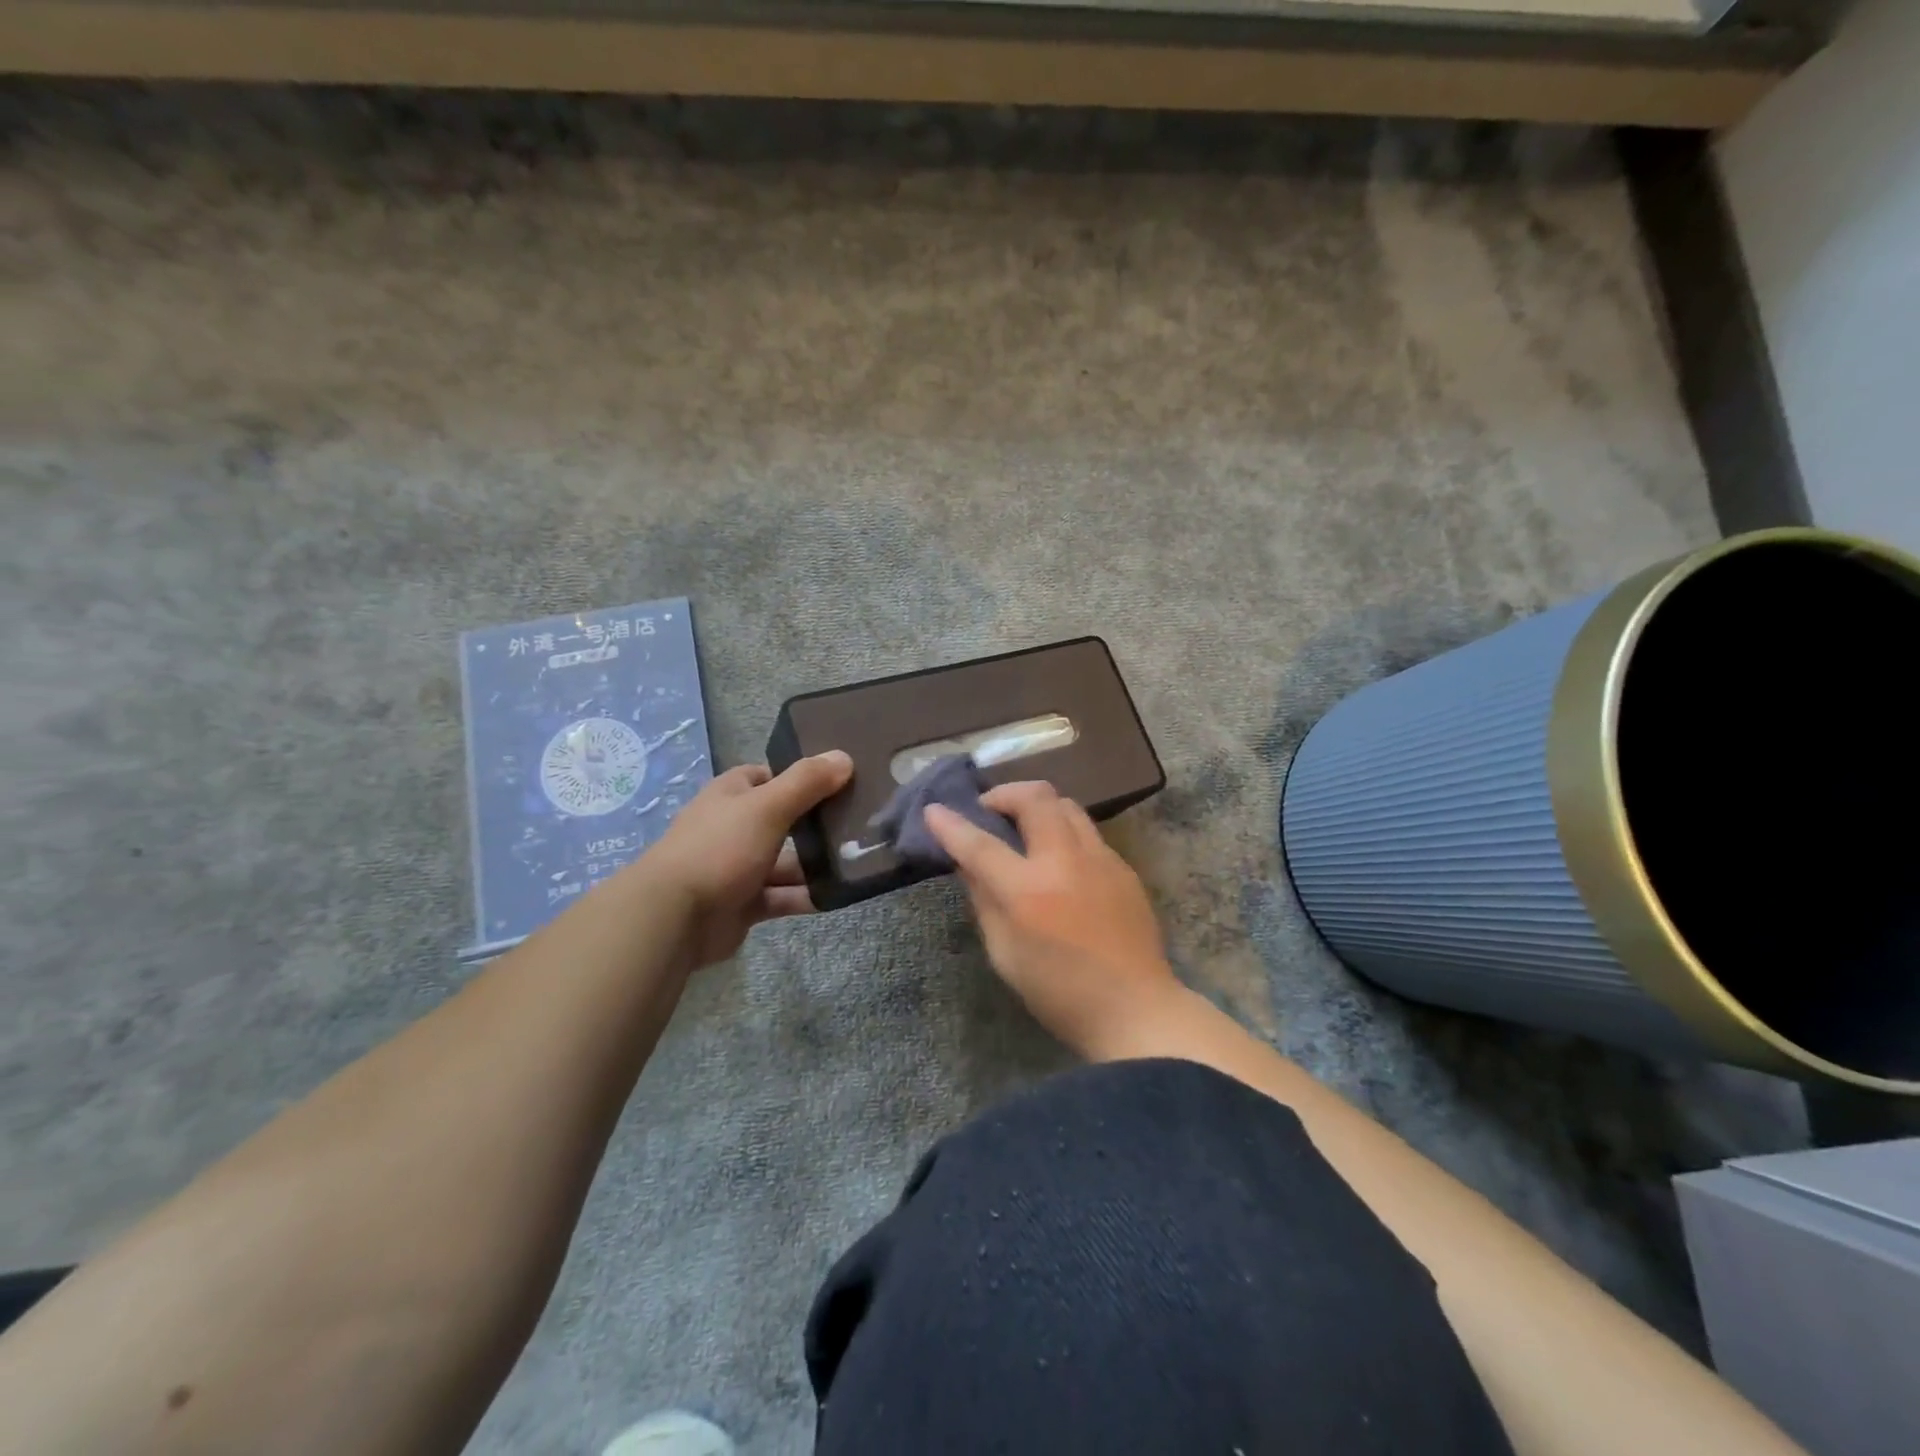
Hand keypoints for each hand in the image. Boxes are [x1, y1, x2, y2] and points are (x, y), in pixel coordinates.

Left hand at [644, 751, 852, 970]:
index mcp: (731, 795)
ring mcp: (738, 867)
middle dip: (816, 823)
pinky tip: (839, 895)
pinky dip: (807, 896)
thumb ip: (806, 782)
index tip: (839, 781)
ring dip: (816, 863)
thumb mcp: (768, 807)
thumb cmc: (720, 848)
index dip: (800, 777)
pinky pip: (783, 896)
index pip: (768, 776)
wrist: (674, 917)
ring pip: (786, 861)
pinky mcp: (744, 903)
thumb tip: (845, 756)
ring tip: (859, 862)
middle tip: (861, 823)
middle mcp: (734, 827)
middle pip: (783, 819)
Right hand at [925, 780, 1179, 1056]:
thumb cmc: (1060, 993)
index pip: (980, 845)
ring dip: (1036, 805)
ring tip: (1023, 825)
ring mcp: (1101, 859)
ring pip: (1065, 804)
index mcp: (1029, 891)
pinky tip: (1057, 859)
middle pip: (1034, 798)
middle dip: (1003, 794)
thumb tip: (968, 864)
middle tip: (988, 812)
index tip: (933, 810)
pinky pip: (1087, 831)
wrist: (1135, 1009)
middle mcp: (1065, 862)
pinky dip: (1062, 830)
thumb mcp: (1005, 954)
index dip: (951, 825)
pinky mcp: (1123, 866)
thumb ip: (984, 900)